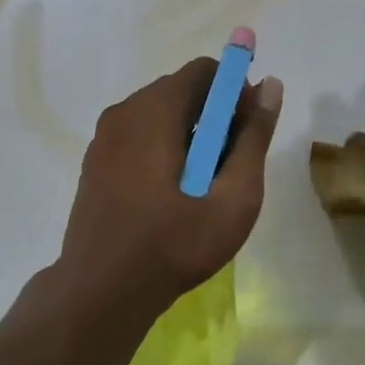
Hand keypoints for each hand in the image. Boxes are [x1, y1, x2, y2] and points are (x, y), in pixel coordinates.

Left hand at [57, 59, 283, 319]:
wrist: (100, 293)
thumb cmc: (174, 244)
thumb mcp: (232, 197)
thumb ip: (253, 137)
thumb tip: (270, 85)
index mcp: (154, 110)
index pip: (204, 71)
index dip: (235, 92)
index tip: (247, 131)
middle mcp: (124, 111)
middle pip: (181, 91)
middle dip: (214, 116)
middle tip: (231, 165)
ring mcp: (104, 137)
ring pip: (159, 115)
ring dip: (189, 134)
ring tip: (203, 186)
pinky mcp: (94, 161)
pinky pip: (138, 136)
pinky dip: (162, 148)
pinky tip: (171, 194)